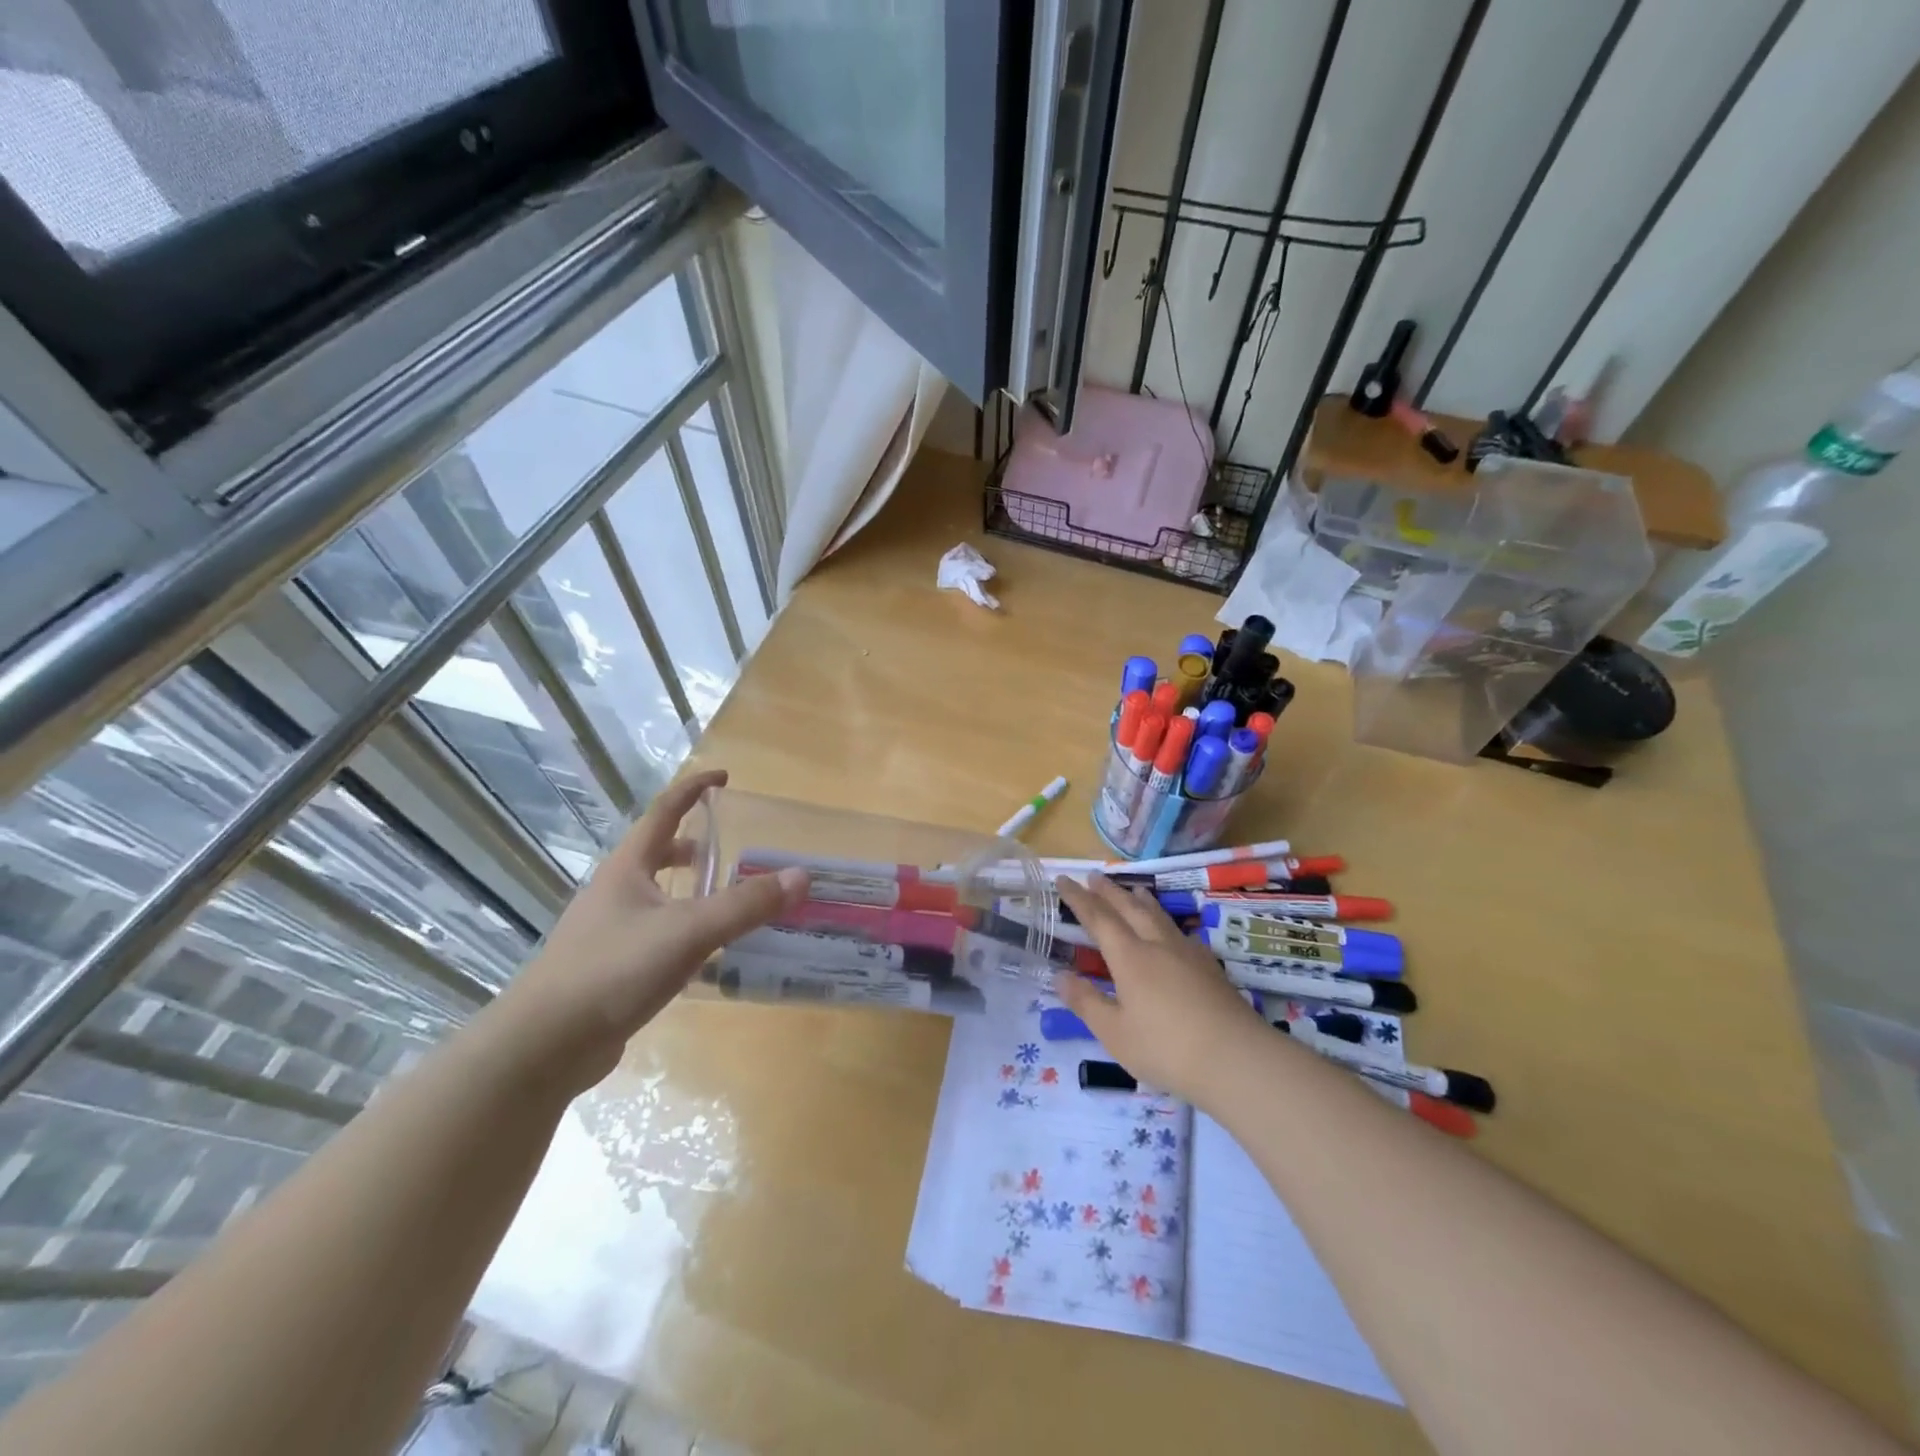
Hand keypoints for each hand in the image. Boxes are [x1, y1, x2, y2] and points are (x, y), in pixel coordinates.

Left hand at [492, 770, 807, 1090]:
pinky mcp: (612, 968)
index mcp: (628, 868)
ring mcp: (610, 931)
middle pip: (658, 853)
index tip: (725, 777)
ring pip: (659, 896)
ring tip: (730, 901)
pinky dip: (686, 930)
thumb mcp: (688, 931)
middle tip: (734, 849)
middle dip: (695, 846)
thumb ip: (745, 904)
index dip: (694, 789)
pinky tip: (709, 954)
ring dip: (692, 891)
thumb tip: (801, 876)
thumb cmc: (613, 970)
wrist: (544, 1046)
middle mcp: (616, 892)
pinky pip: (658, 934)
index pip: (664, 811)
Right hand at [1052, 874, 1268, 1107]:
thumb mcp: (1115, 1033)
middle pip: (1129, 908)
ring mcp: (1187, 953)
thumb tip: (1060, 976)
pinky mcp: (1209, 967)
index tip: (1064, 880)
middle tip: (1093, 875)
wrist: (1236, 1058)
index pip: (1098, 918)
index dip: (1078, 898)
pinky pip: (1179, 932)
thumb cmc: (1166, 1048)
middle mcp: (1157, 945)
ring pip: (1158, 916)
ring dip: (1140, 900)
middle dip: (1108, 891)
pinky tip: (1171, 931)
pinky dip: (1165, 921)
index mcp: (1129, 957)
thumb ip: (1087, 1002)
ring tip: (1133, 890)